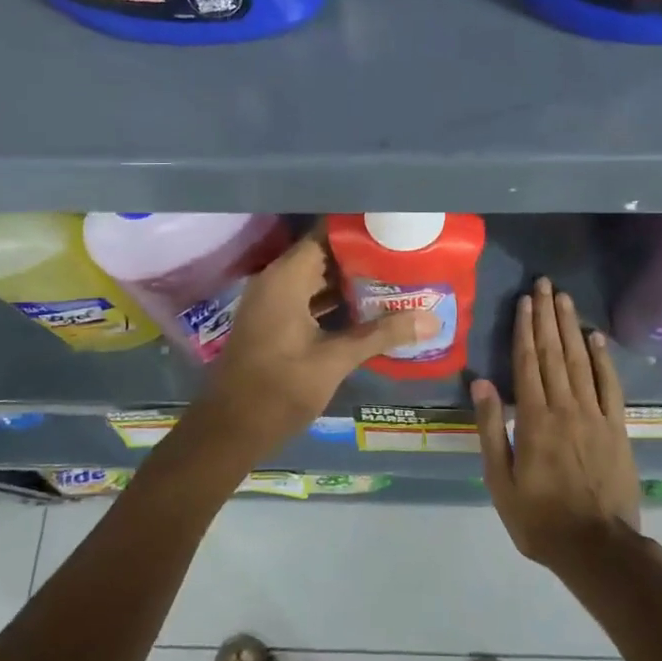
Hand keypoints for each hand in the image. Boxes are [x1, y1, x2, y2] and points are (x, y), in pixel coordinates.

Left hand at [192, 237, 436, 462]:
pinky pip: (309, 298)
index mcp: (286, 278)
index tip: (393, 229)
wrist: (230, 431)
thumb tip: (431, 320)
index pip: (325, 235)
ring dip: (351, 281)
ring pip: (317, 279)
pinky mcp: (275, 322)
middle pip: (324, 256)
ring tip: (395, 278)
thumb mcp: (334, 360)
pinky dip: (335, 301)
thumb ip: (381, 335)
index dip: (359, 231)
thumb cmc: (279, 389)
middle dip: (362, 257)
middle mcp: (276, 281)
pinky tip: (369, 310)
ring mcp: (273, 303)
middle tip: (404, 256)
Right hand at [474, 278, 640, 574]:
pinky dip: (603, 359)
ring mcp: (595, 415)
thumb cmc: (540, 518)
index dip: (524, 329)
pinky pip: (610, 385)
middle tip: (544, 284)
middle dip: (547, 316)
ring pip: (580, 361)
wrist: (598, 548)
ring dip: (570, 327)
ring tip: (564, 298)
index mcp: (534, 419)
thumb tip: (481, 383)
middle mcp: (565, 407)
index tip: (524, 300)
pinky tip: (596, 337)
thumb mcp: (500, 481)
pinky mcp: (617, 428)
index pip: (527, 362)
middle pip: (553, 352)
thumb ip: (491, 429)